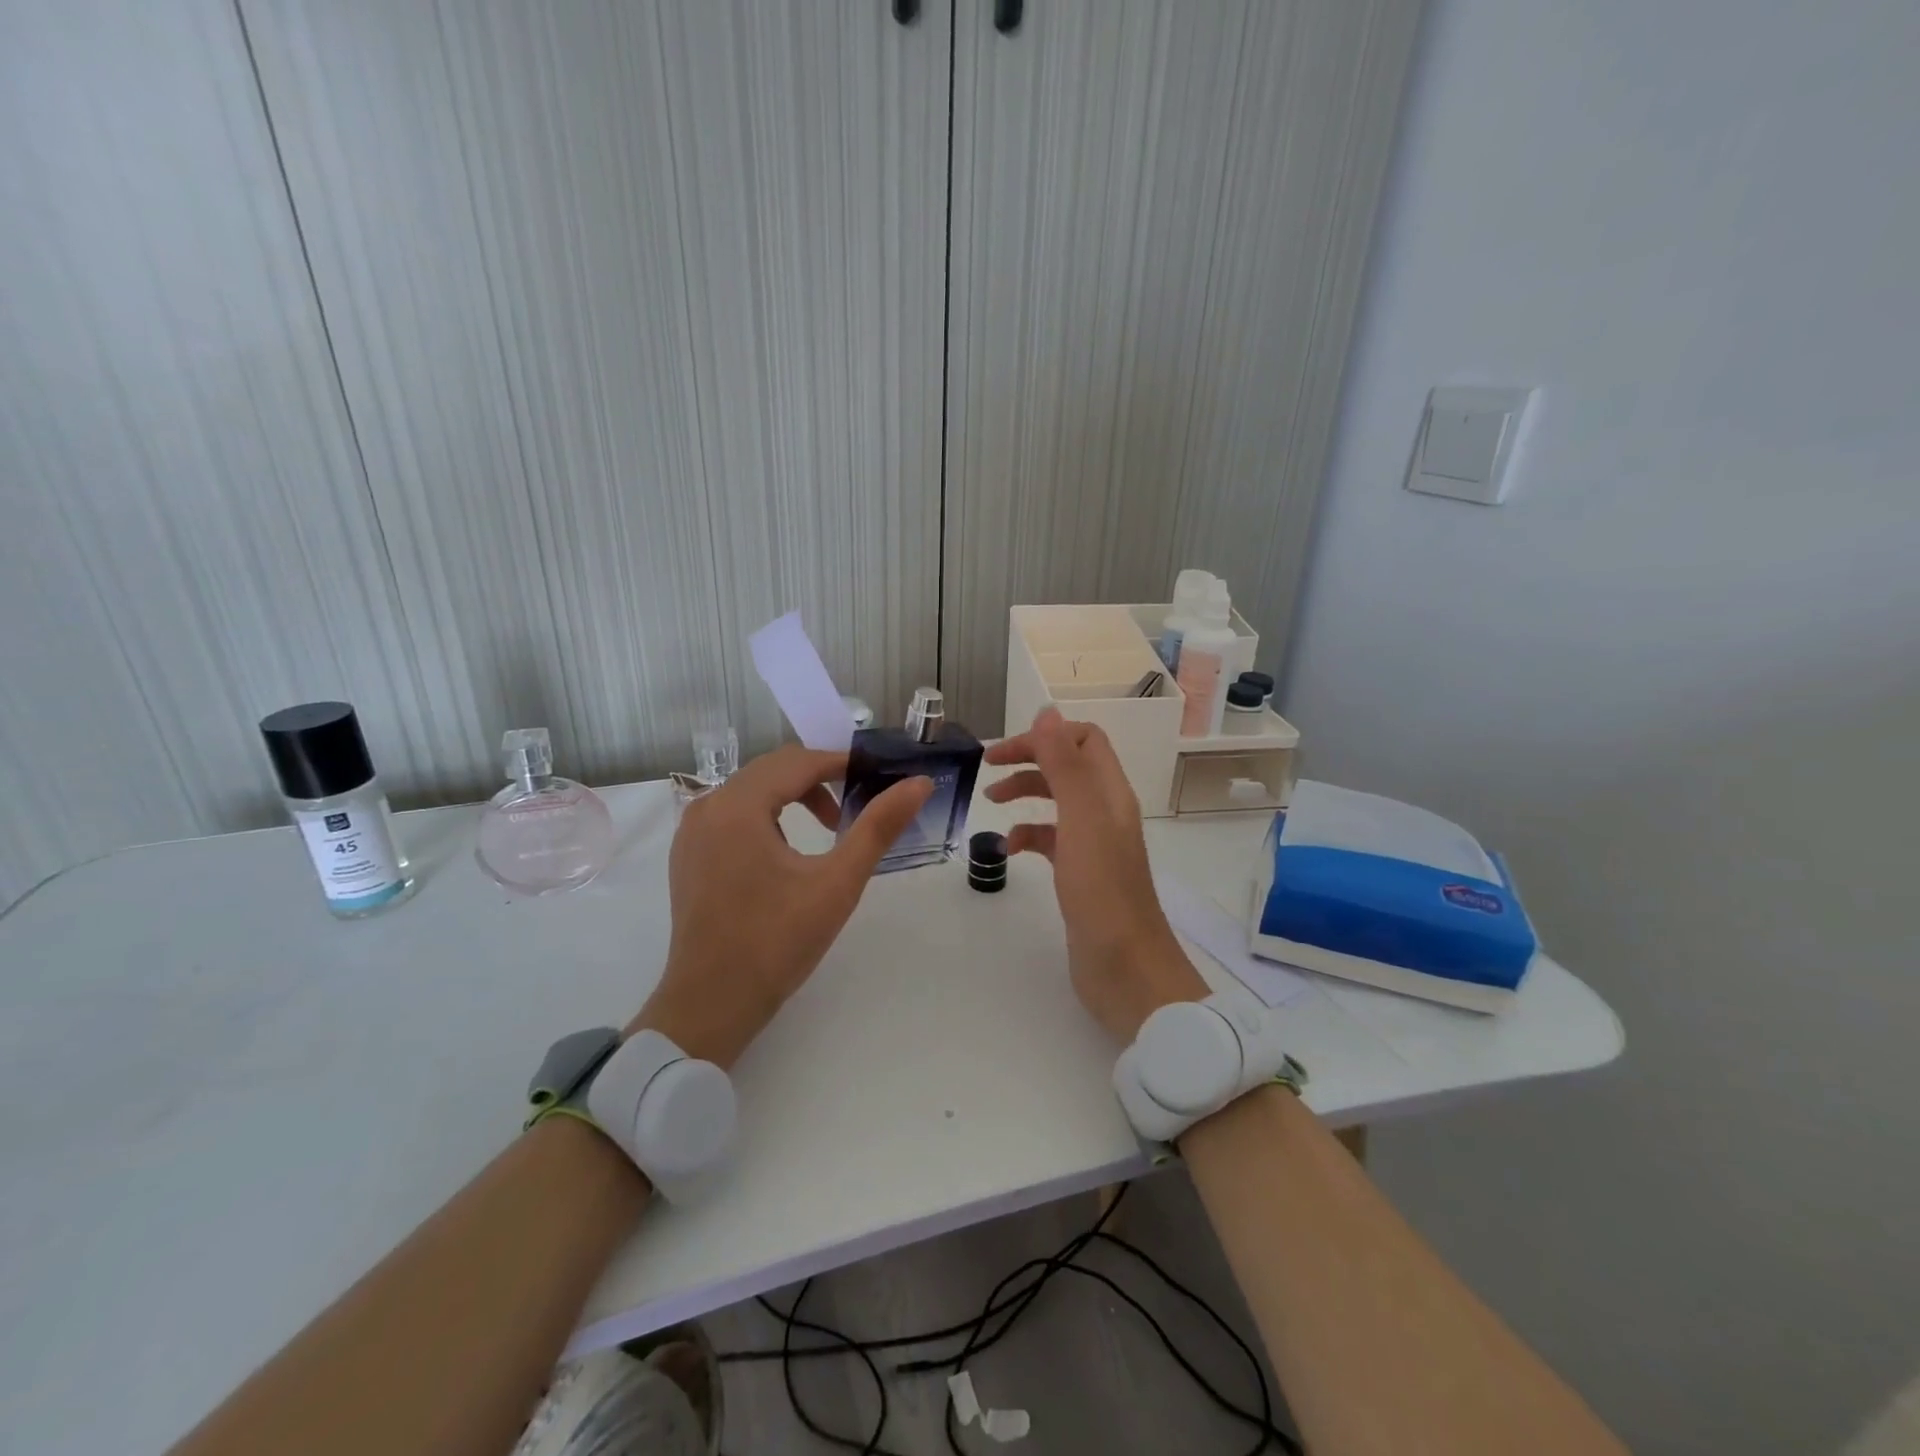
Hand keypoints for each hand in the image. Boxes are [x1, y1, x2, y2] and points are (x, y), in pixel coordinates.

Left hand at [629, 746, 932, 1068]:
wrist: (711, 1005)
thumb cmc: (776, 942)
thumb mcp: (836, 883)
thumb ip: (878, 827)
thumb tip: (920, 783)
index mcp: (737, 806)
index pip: (798, 761)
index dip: (843, 763)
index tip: (878, 777)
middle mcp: (707, 807)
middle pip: (773, 770)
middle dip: (820, 779)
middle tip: (859, 804)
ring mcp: (692, 832)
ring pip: (752, 790)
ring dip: (794, 796)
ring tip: (830, 829)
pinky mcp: (688, 855)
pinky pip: (733, 814)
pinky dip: (767, 815)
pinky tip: (788, 850)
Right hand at [984, 708, 1206, 1041]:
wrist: (1125, 968)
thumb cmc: (1102, 891)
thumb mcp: (1081, 820)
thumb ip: (1065, 764)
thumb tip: (1047, 711)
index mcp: (1110, 793)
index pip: (1084, 740)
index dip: (1045, 736)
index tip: (1005, 751)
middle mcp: (1106, 812)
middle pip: (1067, 767)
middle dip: (1029, 760)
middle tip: (988, 768)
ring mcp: (1094, 845)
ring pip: (1057, 802)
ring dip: (1026, 793)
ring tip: (992, 803)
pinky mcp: (1081, 874)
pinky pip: (1051, 840)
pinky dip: (1028, 834)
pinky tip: (1008, 849)